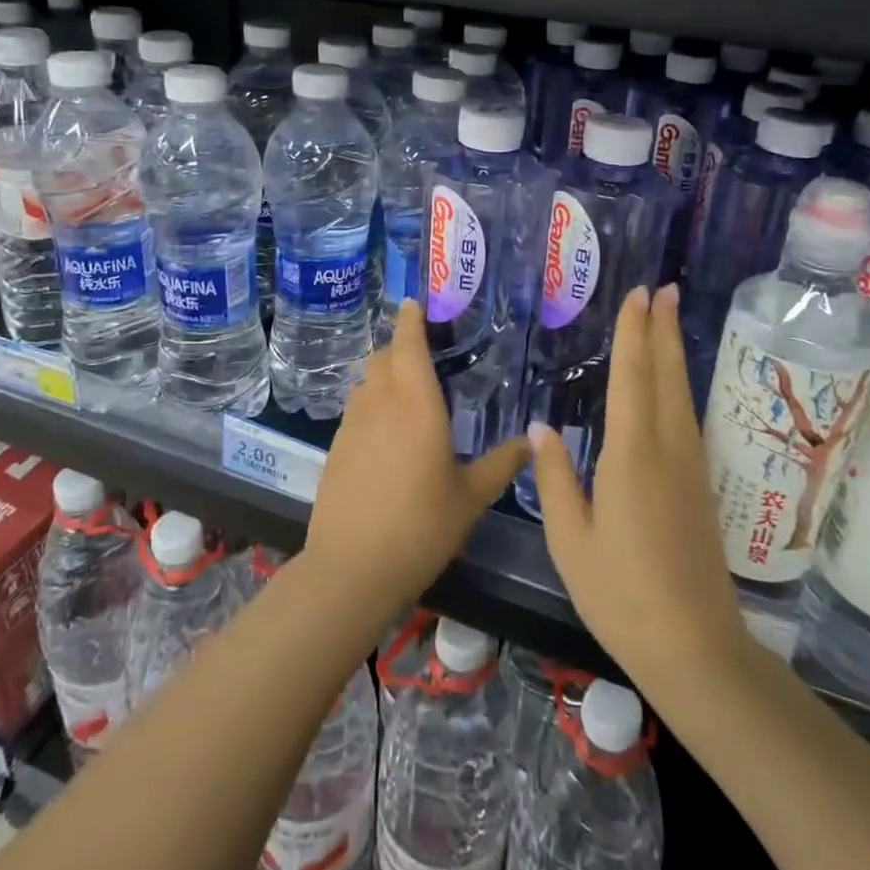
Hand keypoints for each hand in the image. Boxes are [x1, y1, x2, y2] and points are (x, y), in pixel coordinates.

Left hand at [302, 301, 528, 618]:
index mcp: (416, 404)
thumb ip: (502, 463)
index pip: (408, 344)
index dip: (410, 319)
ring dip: (382, 374)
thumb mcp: (471, 497)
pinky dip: (370, 403)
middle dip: (398, 345)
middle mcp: (380, 403)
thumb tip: (534, 440)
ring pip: (365, 381)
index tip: (414, 302)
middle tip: (422, 350)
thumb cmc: (421, 527)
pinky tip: (384, 430)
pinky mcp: (335, 447)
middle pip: (382, 356)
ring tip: (404, 388)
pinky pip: (355, 409)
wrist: (352, 567)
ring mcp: (352, 424)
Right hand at [530, 285, 751, 699]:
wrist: (695, 647)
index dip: (634, 333)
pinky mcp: (700, 485)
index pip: (633, 378)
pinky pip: (687, 416)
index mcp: (632, 455)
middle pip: (666, 375)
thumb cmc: (621, 595)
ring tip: (668, 319)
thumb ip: (556, 479)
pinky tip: (673, 383)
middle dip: (662, 329)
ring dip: (673, 351)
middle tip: (662, 288)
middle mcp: (668, 449)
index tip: (637, 295)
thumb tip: (542, 429)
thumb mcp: (571, 540)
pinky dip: (678, 384)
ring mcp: (691, 466)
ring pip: (682, 393)